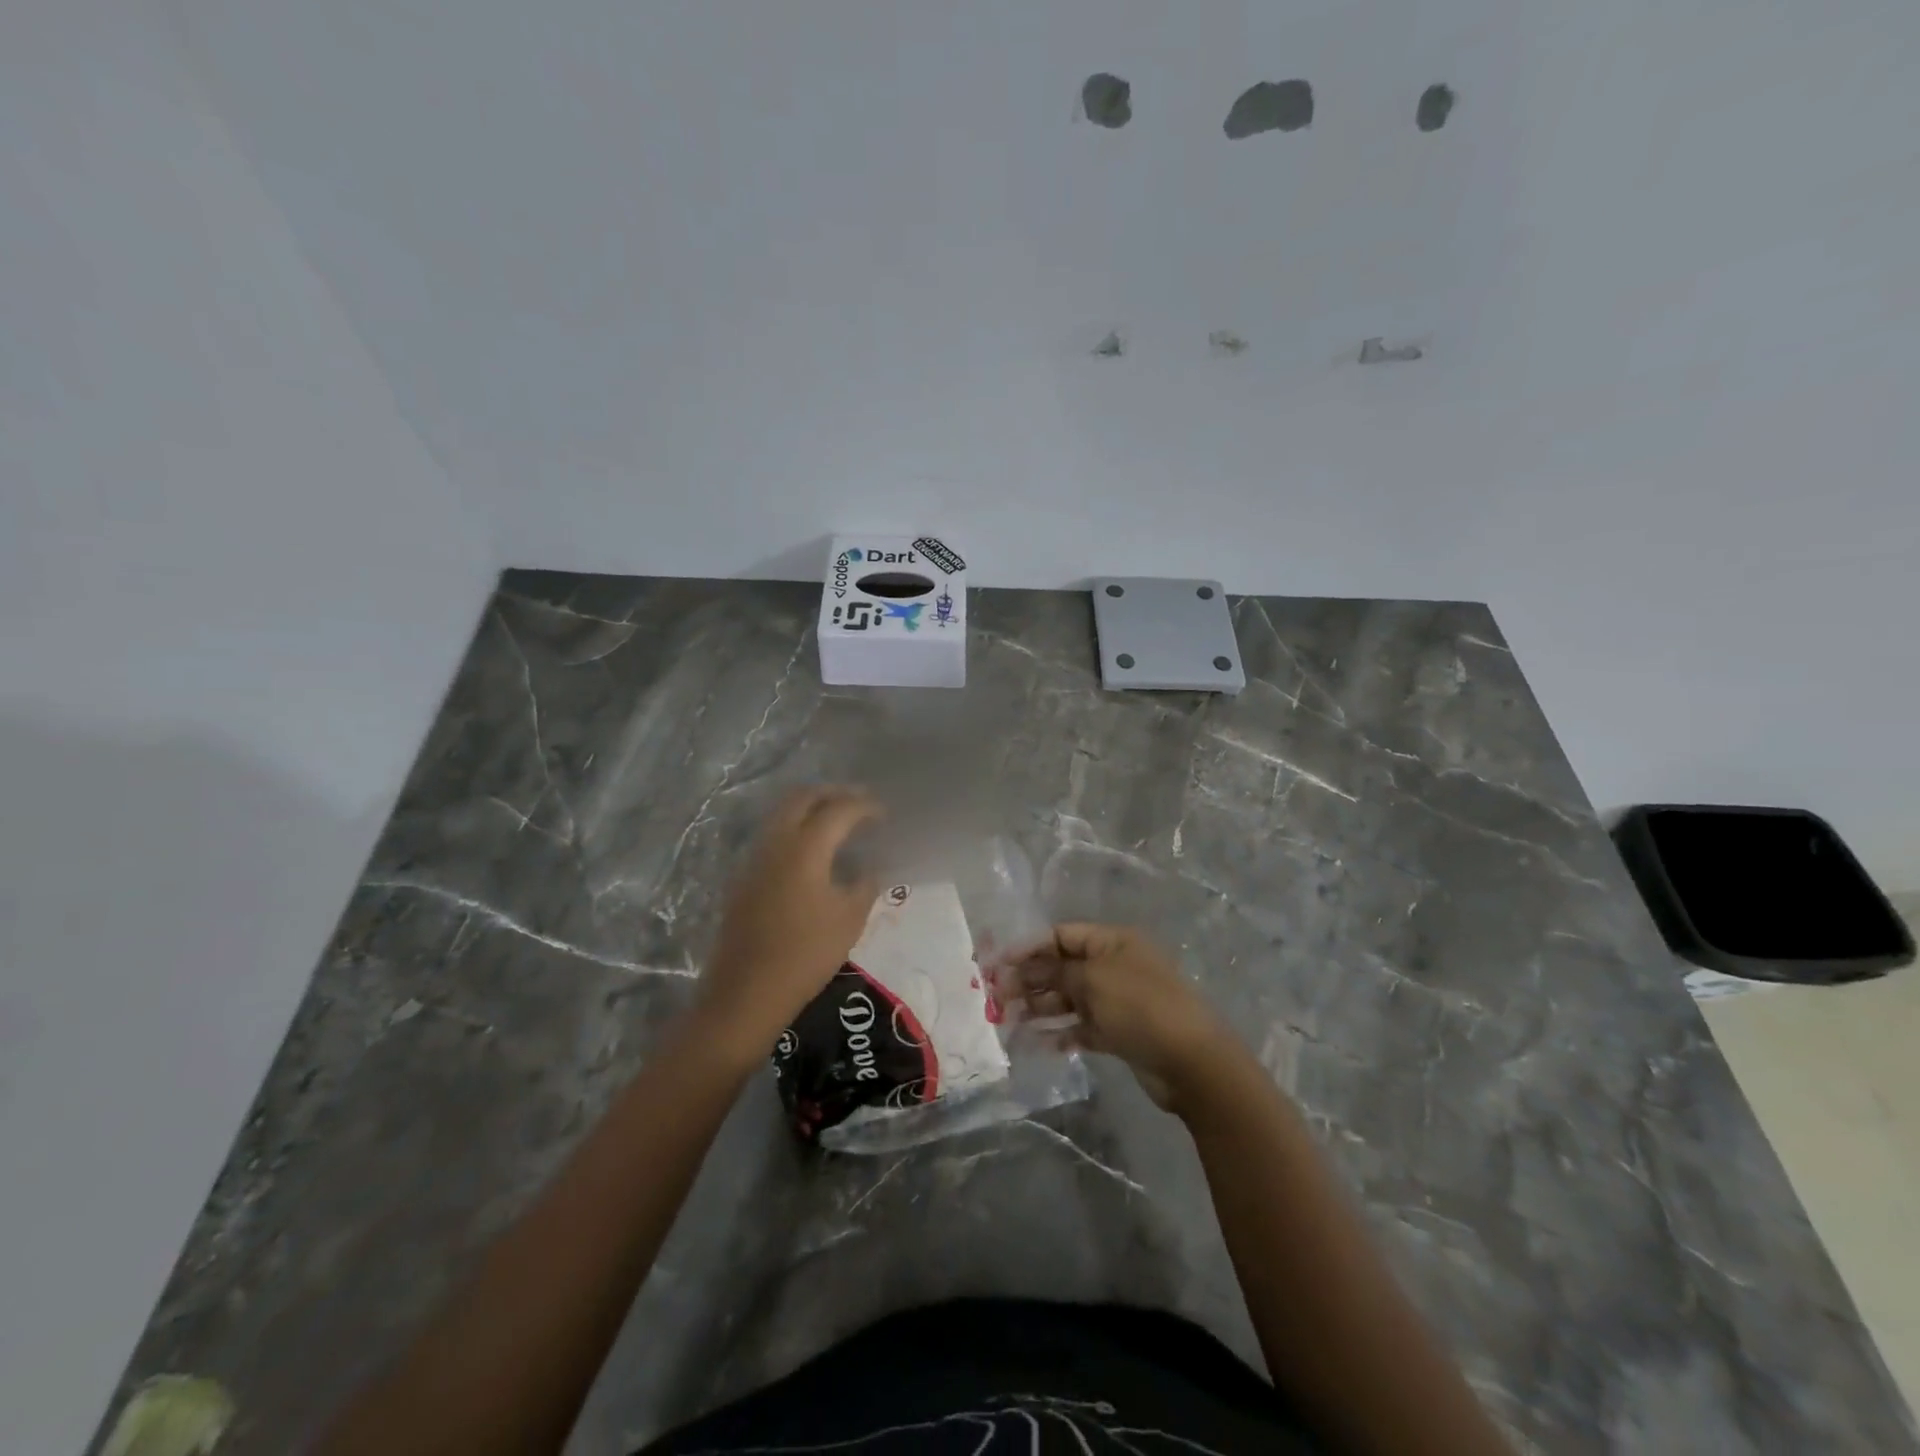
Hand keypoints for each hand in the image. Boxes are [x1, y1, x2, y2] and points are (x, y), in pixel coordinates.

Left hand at [699, 787, 882, 1059]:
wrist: (746, 992)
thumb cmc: (806, 955)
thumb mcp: (850, 919)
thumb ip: (865, 883)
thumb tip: (871, 867)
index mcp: (805, 847)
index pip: (839, 809)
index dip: (865, 806)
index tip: (884, 813)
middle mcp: (776, 842)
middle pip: (803, 798)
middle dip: (833, 794)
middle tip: (859, 803)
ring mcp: (755, 858)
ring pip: (783, 814)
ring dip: (811, 808)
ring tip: (838, 822)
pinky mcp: (744, 877)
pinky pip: (773, 835)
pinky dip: (796, 828)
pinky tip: (813, 851)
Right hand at [1015, 923, 1237, 1111]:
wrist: (1192, 1061)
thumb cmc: (1140, 1006)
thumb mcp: (1093, 981)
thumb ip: (1057, 973)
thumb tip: (1028, 970)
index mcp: (1112, 942)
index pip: (1061, 935)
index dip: (1028, 947)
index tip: (998, 965)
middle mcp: (1113, 966)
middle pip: (1062, 967)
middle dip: (1030, 979)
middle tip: (997, 997)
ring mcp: (1117, 1000)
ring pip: (1069, 999)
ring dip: (1040, 1007)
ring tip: (1009, 1020)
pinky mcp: (1119, 1032)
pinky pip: (1082, 1027)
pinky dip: (1061, 1033)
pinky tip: (1038, 1043)